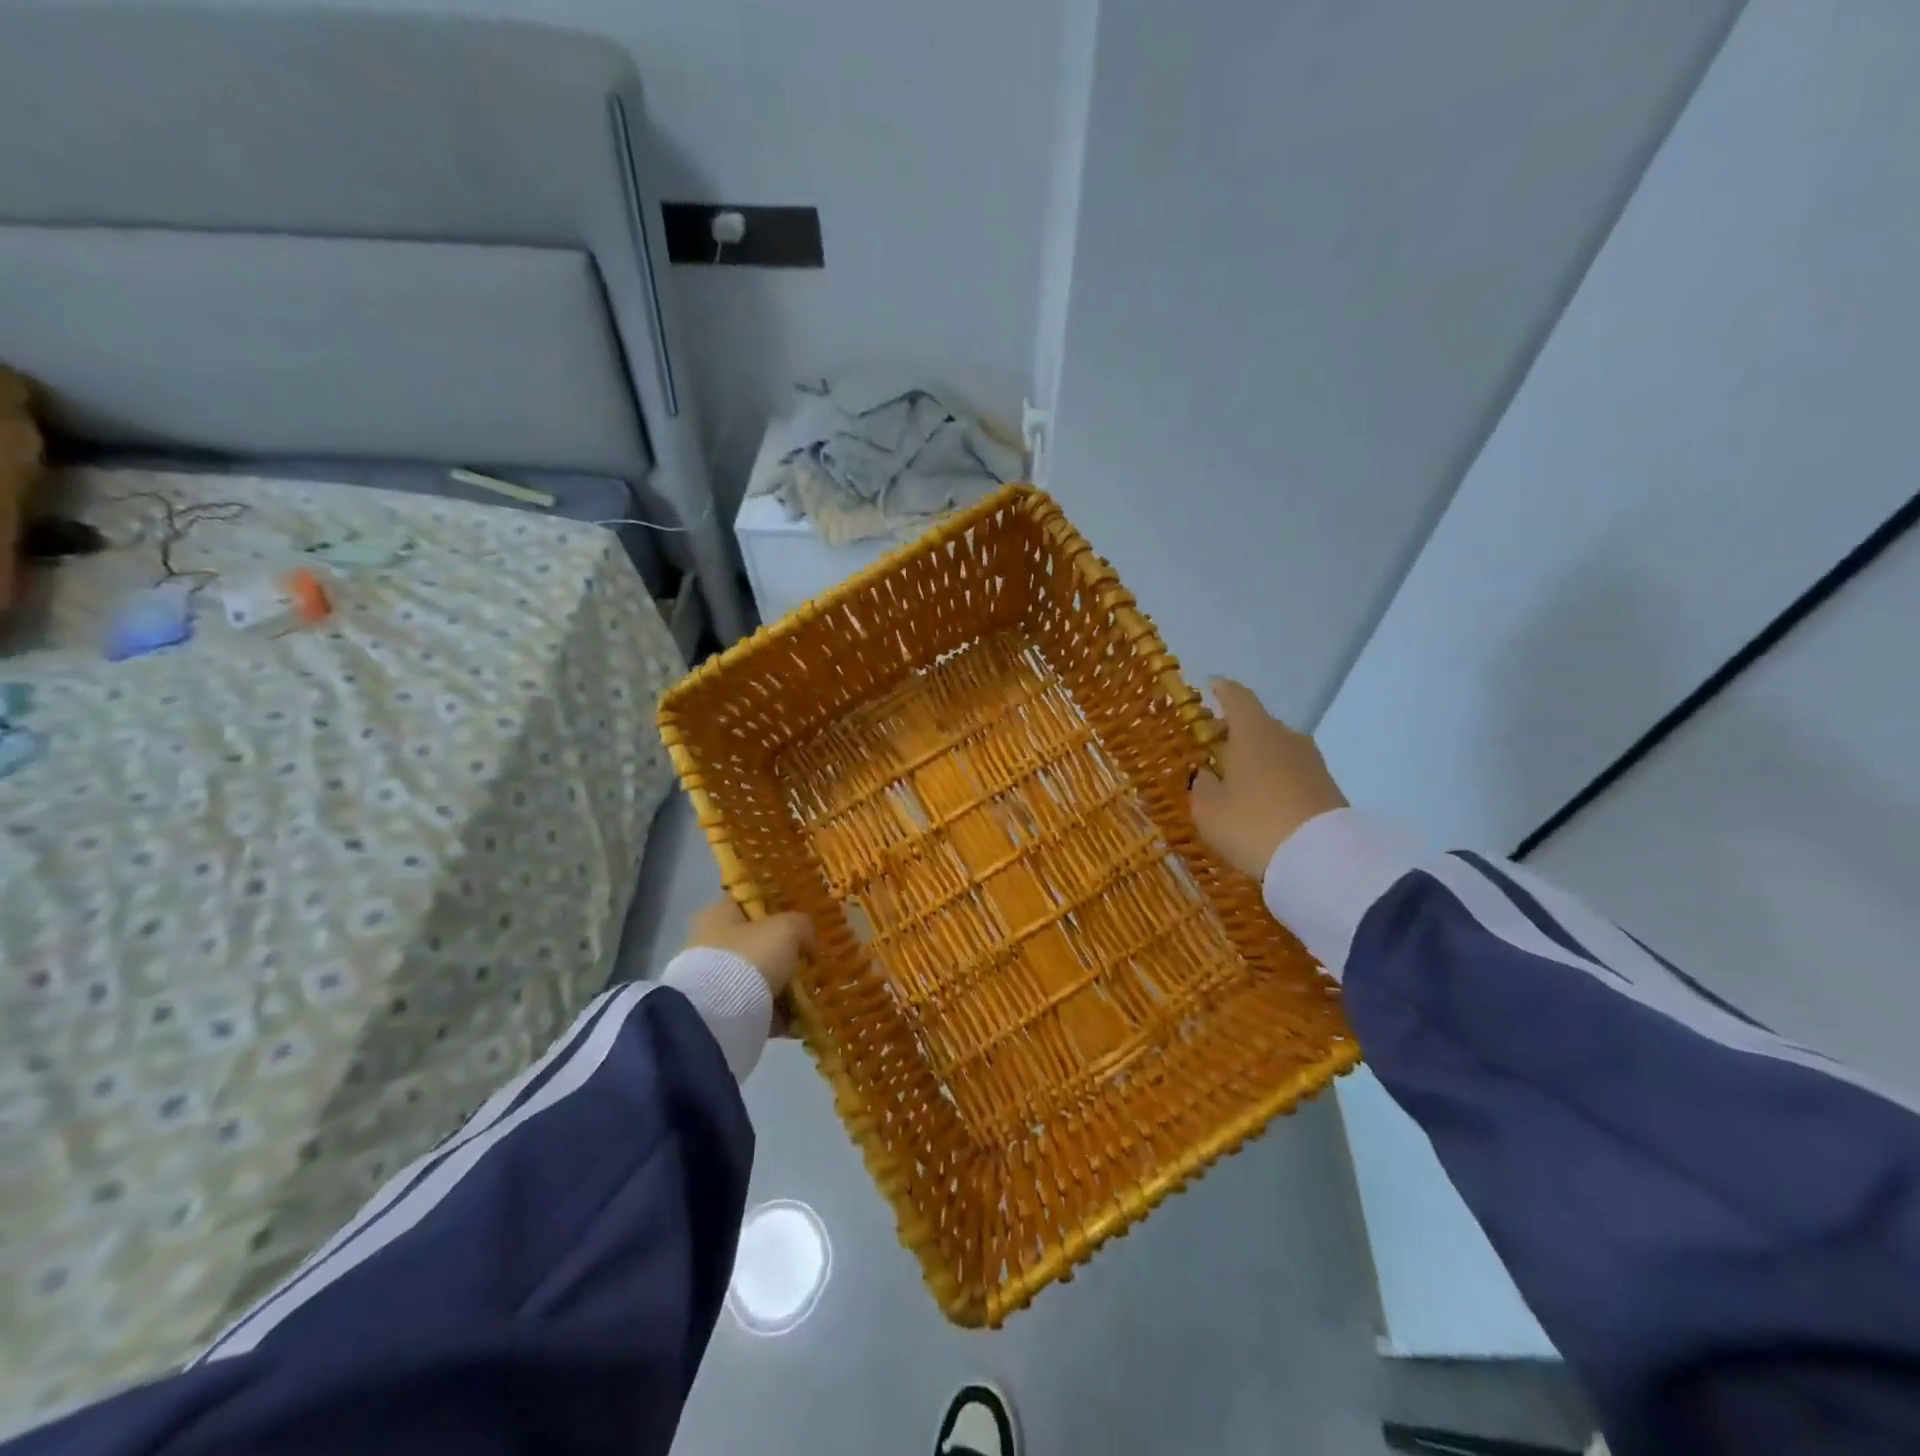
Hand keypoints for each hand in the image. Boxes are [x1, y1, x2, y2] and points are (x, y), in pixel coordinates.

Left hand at [683, 899, 814, 1001]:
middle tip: (806, 958)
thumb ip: (802, 925)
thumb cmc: (751, 956)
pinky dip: (772, 1007)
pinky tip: (794, 1013)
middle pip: (754, 939)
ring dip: (778, 981)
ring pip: (755, 973)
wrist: (721, 1013)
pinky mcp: (716, 1007)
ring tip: (805, 989)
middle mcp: (709, 940)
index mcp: (718, 913)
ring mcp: (710, 976)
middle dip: (780, 950)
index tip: (800, 918)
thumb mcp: (788, 929)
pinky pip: (753, 1002)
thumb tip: (806, 941)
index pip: (748, 900)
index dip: (775, 905)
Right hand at [1189, 678, 1348, 878]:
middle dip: (1236, 732)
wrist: (1321, 859)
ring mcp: (1311, 761)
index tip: (1212, 686)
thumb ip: (1202, 786)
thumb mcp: (1209, 810)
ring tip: (1238, 780)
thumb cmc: (1252, 825)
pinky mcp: (1327, 786)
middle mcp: (1286, 737)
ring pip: (1277, 749)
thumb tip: (1206, 773)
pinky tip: (1263, 800)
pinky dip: (1275, 778)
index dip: (1223, 690)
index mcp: (1254, 732)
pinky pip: (1292, 772)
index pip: (1237, 697)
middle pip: (1259, 724)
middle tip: (1215, 749)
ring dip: (1257, 758)